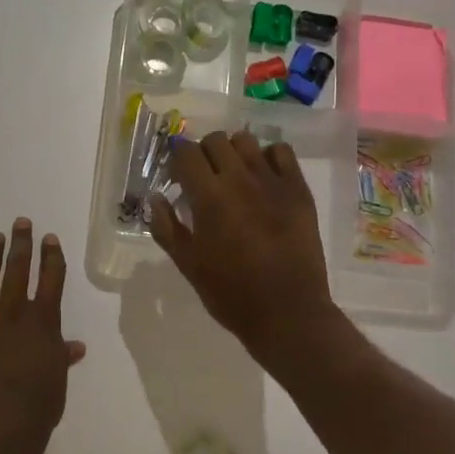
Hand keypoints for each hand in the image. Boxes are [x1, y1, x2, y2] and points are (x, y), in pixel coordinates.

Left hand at [0, 219, 86, 450]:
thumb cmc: (37, 404)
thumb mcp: (58, 380)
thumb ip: (61, 358)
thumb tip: (75, 346)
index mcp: (42, 322)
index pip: (51, 281)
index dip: (52, 258)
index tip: (50, 238)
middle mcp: (13, 314)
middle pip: (19, 271)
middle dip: (21, 245)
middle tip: (21, 222)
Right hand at [148, 131, 334, 361]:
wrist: (287, 313)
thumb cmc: (231, 294)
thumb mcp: (188, 265)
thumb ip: (167, 227)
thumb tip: (156, 198)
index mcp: (208, 198)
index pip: (185, 153)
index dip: (177, 160)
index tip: (178, 177)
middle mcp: (239, 179)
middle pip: (215, 140)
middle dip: (203, 153)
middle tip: (205, 178)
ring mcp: (272, 181)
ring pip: (246, 141)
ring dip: (234, 152)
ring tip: (234, 175)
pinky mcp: (298, 189)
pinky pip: (281, 152)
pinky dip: (267, 157)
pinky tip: (264, 178)